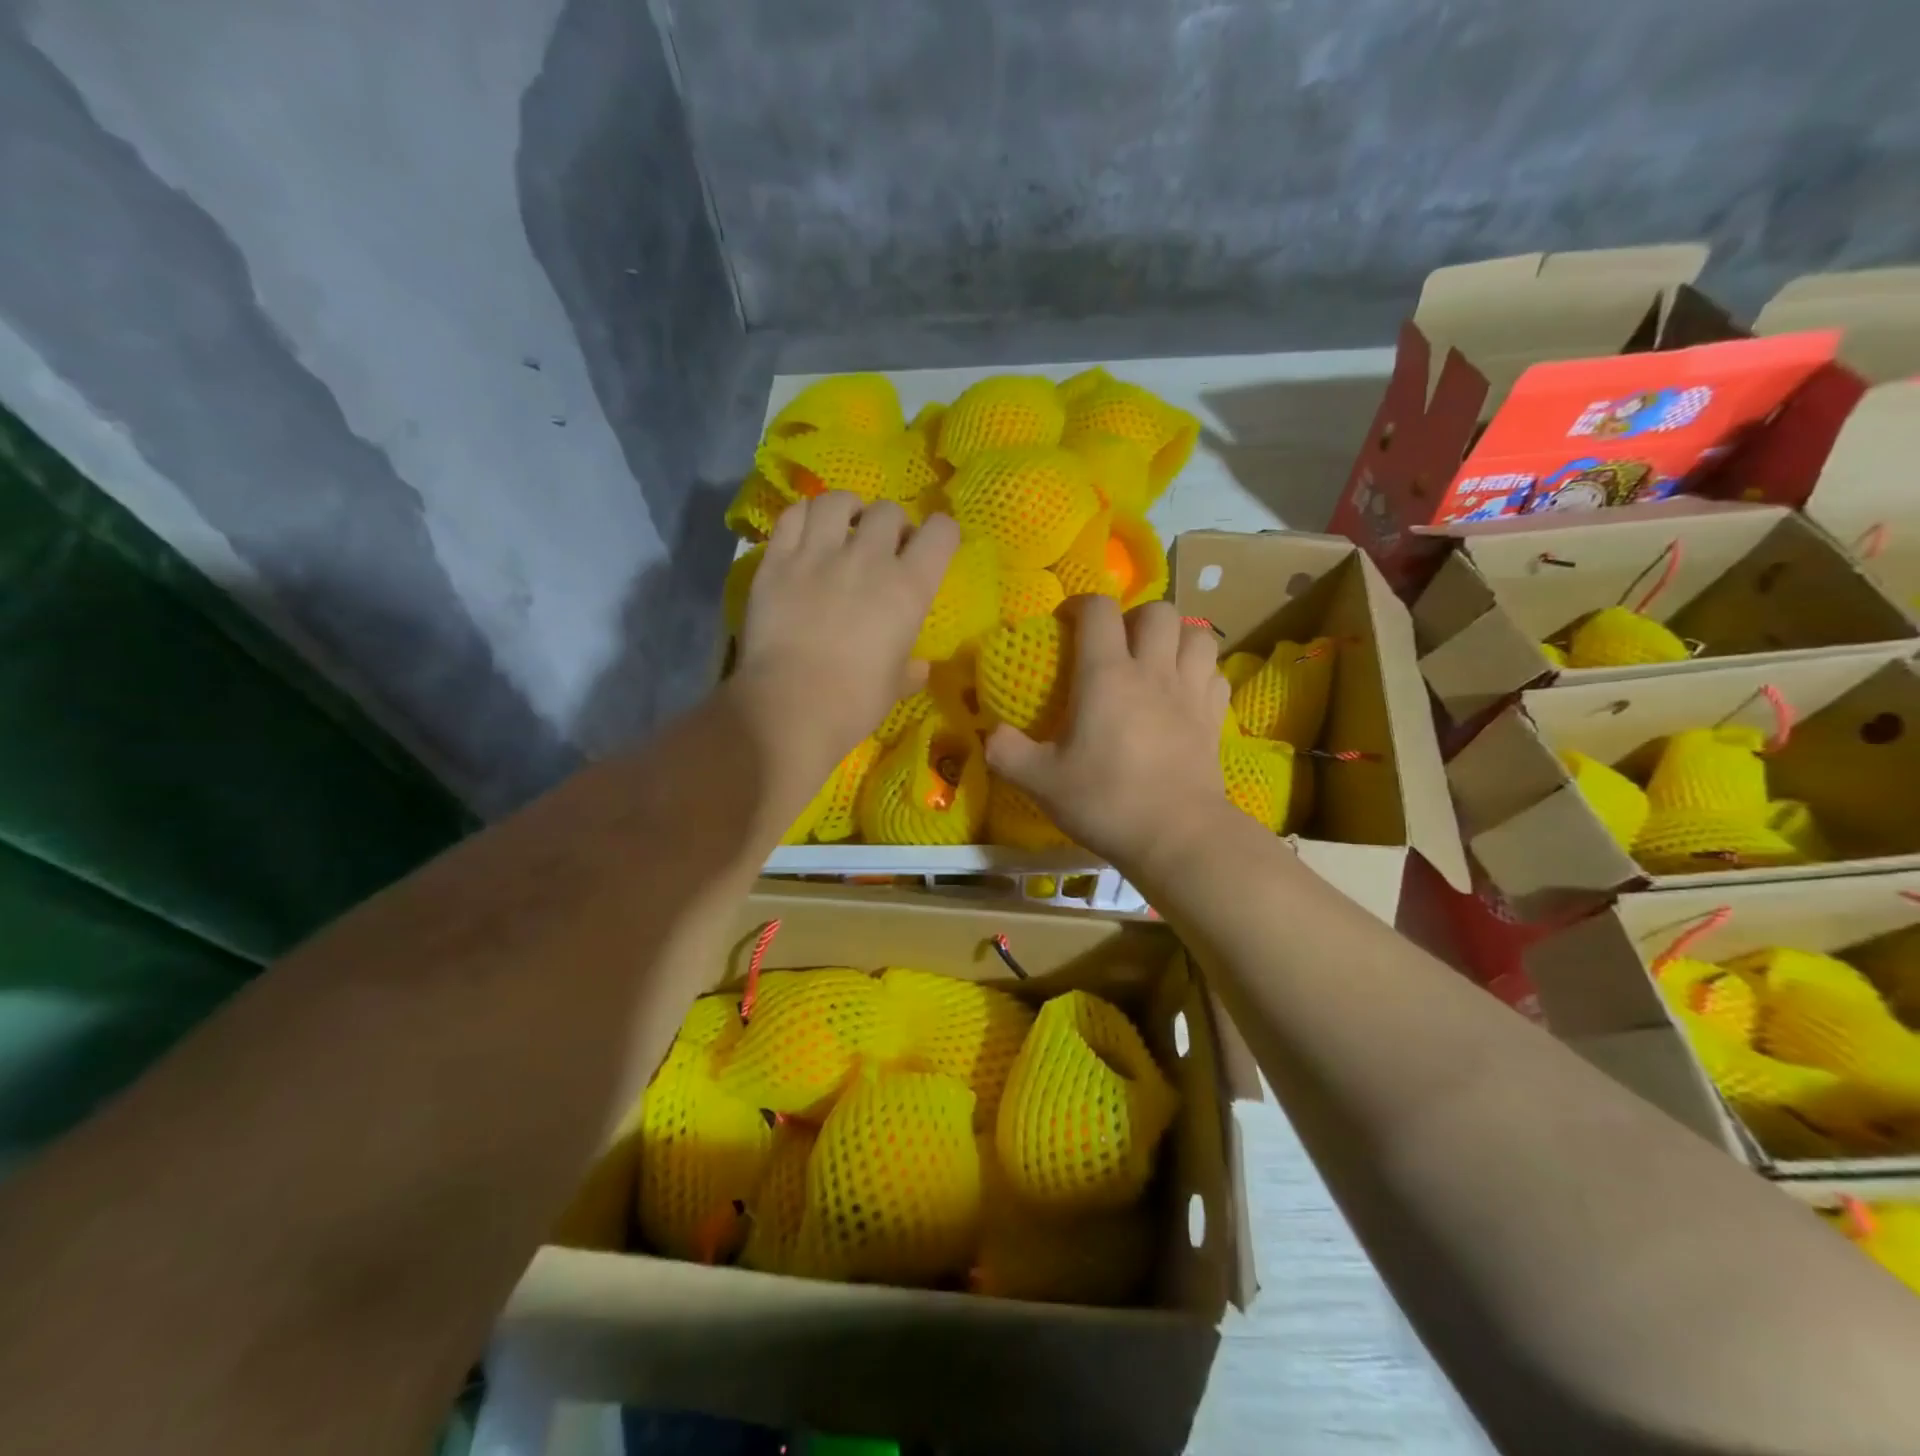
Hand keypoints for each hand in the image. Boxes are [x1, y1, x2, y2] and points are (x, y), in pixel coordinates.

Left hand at [734, 492, 958, 765]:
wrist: (792, 705)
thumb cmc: (856, 701)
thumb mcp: (896, 686)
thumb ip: (910, 669)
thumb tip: (918, 667)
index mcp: (909, 587)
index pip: (941, 532)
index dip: (941, 534)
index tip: (931, 548)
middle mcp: (868, 558)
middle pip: (888, 511)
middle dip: (891, 524)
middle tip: (881, 547)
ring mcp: (819, 553)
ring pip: (837, 500)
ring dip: (847, 509)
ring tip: (842, 526)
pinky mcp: (777, 560)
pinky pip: (793, 516)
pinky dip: (804, 516)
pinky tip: (806, 531)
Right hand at [985, 596, 1235, 874]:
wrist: (1176, 836)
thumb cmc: (1105, 801)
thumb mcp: (1039, 781)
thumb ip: (1005, 751)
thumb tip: (990, 733)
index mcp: (1107, 675)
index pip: (1098, 610)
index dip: (1080, 605)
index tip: (1066, 624)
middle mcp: (1153, 671)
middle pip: (1157, 611)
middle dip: (1134, 617)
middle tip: (1116, 644)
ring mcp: (1191, 691)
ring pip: (1196, 634)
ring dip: (1175, 637)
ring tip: (1156, 659)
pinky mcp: (1214, 717)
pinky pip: (1214, 672)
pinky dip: (1199, 671)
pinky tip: (1183, 691)